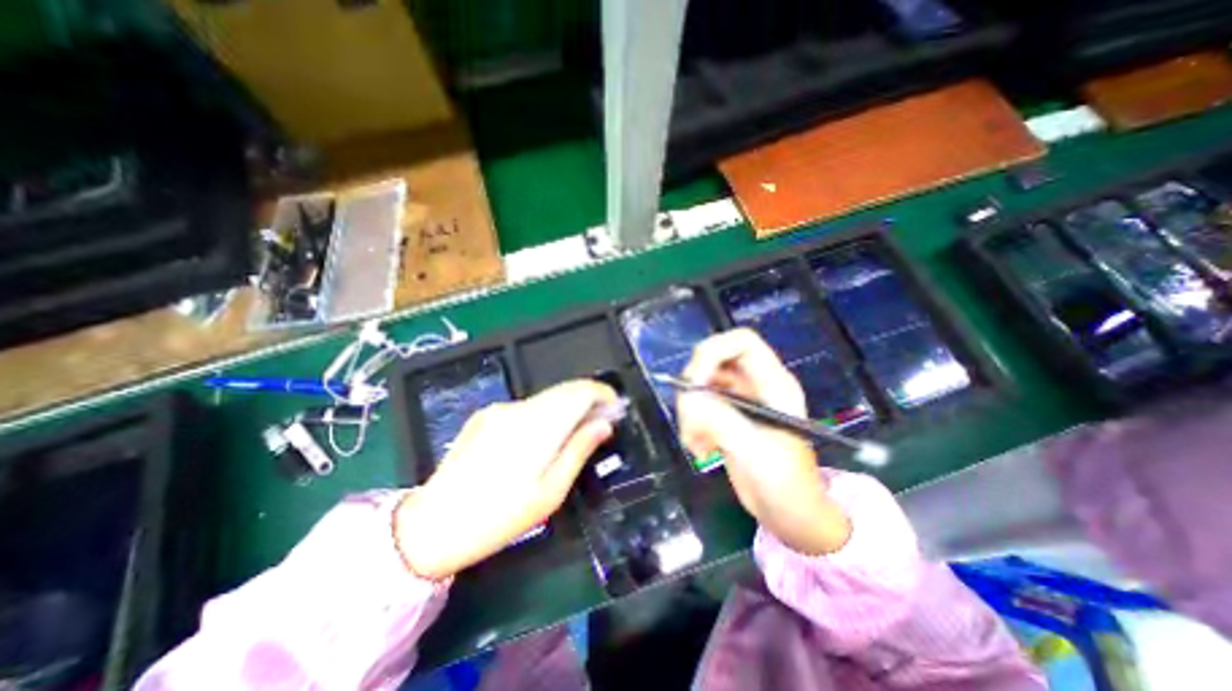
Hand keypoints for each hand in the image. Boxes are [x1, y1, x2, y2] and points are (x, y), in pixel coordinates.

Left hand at [395, 381, 614, 579]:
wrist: (432, 525)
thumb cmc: (499, 517)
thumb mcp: (550, 492)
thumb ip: (579, 450)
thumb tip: (604, 424)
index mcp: (536, 426)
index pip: (579, 391)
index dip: (602, 393)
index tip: (616, 407)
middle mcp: (517, 408)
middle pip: (564, 390)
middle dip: (589, 399)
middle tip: (604, 420)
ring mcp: (499, 409)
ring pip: (547, 397)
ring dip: (568, 407)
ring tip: (578, 430)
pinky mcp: (486, 414)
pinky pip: (528, 406)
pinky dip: (547, 413)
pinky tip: (546, 436)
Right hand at [673, 328, 857, 556]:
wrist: (790, 515)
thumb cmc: (786, 485)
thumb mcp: (755, 452)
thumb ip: (721, 422)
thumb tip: (688, 399)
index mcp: (772, 383)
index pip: (741, 342)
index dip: (714, 351)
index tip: (694, 382)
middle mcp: (753, 385)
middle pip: (712, 361)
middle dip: (694, 388)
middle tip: (690, 417)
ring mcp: (737, 401)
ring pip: (699, 386)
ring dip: (690, 412)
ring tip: (697, 443)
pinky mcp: (725, 417)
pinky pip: (697, 407)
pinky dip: (691, 425)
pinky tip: (701, 448)